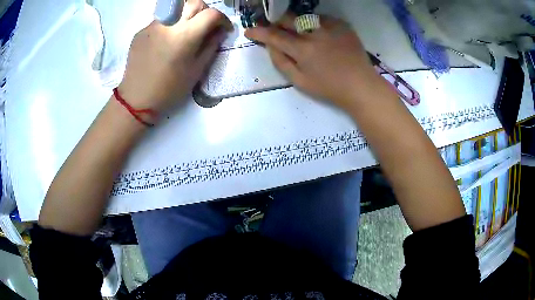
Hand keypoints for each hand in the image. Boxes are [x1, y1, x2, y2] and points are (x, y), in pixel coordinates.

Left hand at [117, 0, 231, 119]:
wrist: (136, 100)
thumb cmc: (169, 89)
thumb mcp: (196, 70)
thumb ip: (211, 46)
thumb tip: (220, 31)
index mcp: (185, 35)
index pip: (211, 13)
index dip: (222, 19)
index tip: (223, 28)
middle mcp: (168, 23)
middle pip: (193, 3)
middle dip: (204, 11)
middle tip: (204, 26)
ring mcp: (152, 25)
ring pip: (175, 10)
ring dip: (185, 17)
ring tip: (182, 35)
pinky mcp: (141, 31)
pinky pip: (160, 21)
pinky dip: (169, 27)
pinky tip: (164, 43)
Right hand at [245, 15, 381, 108]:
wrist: (361, 85)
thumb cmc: (329, 88)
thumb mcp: (300, 81)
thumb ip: (281, 62)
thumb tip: (270, 46)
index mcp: (303, 49)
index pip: (274, 35)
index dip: (259, 32)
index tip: (249, 30)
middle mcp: (315, 33)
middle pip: (288, 19)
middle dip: (277, 22)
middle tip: (275, 29)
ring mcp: (330, 27)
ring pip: (304, 17)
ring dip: (297, 23)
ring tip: (302, 34)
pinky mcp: (342, 25)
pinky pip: (322, 18)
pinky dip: (315, 24)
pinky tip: (320, 34)